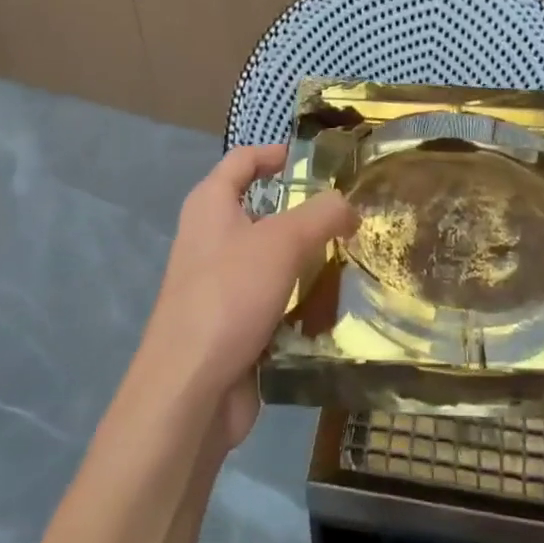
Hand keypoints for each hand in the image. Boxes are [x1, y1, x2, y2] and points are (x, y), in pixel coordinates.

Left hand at [141, 144, 354, 449]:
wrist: (190, 389)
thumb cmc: (230, 295)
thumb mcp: (283, 242)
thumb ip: (321, 214)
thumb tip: (348, 204)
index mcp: (210, 204)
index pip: (243, 160)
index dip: (275, 153)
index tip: (315, 161)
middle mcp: (210, 237)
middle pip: (261, 210)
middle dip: (304, 212)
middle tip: (350, 214)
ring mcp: (219, 283)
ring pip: (271, 258)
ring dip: (307, 259)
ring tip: (353, 257)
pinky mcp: (231, 322)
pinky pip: (272, 298)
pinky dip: (299, 298)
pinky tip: (335, 305)